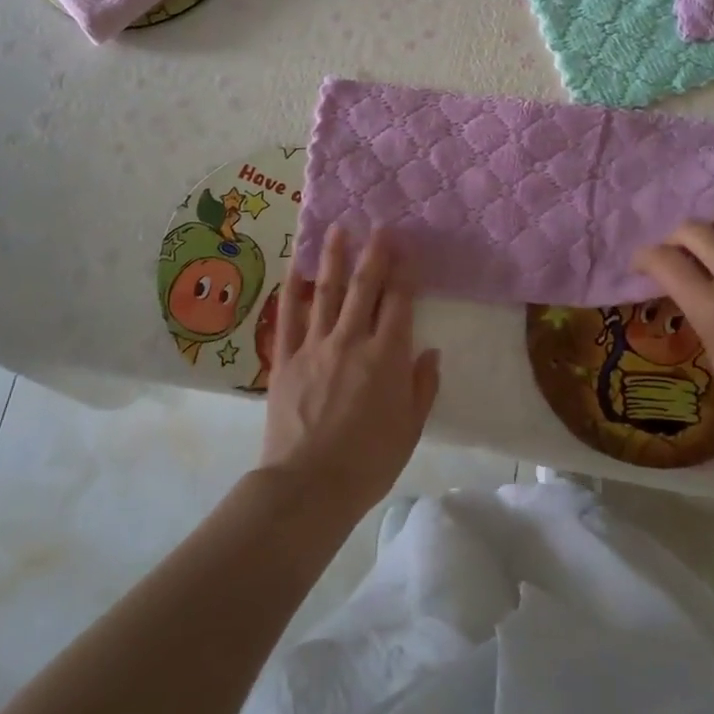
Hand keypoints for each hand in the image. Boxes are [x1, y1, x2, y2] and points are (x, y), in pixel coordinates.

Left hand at [258, 228, 440, 521]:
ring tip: (336, 230)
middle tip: (378, 226)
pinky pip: (287, 317)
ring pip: (324, 292)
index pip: (398, 302)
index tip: (406, 247)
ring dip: (332, 258)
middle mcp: (351, 341)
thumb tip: (430, 352)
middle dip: (373, 253)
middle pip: (363, 287)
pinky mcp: (284, 360)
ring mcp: (314, 346)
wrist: (308, 487)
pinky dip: (290, 291)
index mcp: (386, 357)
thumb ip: (422, 387)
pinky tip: (292, 269)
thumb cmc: (368, 462)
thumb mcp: (409, 429)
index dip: (404, 271)